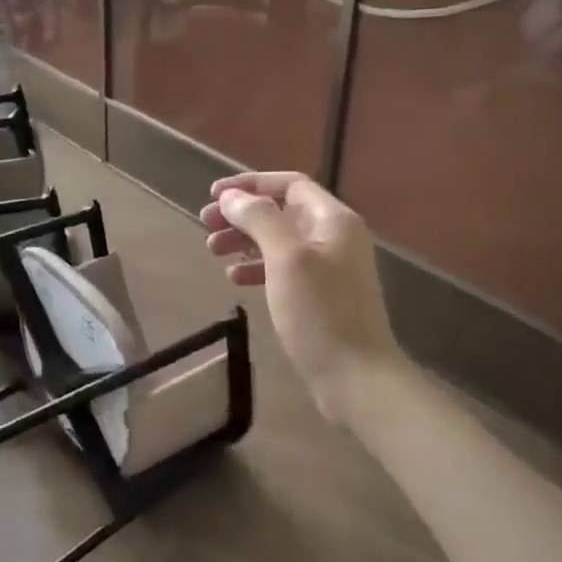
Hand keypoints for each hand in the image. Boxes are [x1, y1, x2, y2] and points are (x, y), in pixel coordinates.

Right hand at [200, 172, 404, 424]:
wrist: (356, 377)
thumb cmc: (321, 313)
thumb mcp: (286, 259)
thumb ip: (259, 219)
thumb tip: (232, 197)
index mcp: (333, 220)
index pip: (289, 185)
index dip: (250, 184)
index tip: (213, 194)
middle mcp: (334, 237)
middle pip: (281, 212)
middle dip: (242, 214)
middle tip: (205, 225)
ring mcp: (329, 268)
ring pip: (279, 241)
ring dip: (245, 240)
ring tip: (212, 251)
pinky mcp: (320, 296)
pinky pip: (283, 269)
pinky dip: (257, 267)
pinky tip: (235, 278)